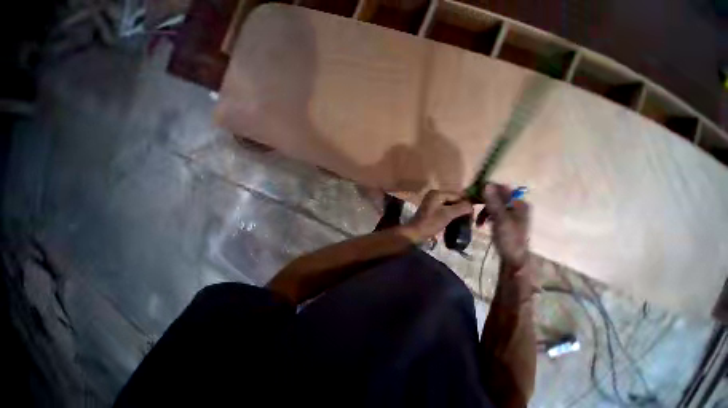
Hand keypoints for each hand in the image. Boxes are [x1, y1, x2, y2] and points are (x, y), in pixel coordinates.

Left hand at [401, 190, 471, 242]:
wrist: (416, 233)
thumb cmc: (431, 223)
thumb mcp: (447, 214)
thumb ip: (461, 208)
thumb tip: (472, 205)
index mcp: (437, 193)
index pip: (457, 195)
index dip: (466, 203)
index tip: (473, 213)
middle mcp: (434, 195)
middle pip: (453, 199)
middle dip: (462, 207)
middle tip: (470, 217)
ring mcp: (432, 202)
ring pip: (450, 204)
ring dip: (457, 211)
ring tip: (465, 219)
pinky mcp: (432, 209)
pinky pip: (445, 209)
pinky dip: (451, 214)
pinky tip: (456, 220)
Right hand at [480, 184, 529, 270]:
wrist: (512, 258)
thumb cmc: (508, 238)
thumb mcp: (500, 219)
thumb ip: (493, 201)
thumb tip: (486, 184)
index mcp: (519, 203)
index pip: (502, 188)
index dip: (488, 189)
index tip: (473, 194)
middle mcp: (517, 206)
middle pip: (497, 197)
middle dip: (483, 202)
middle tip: (472, 206)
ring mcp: (511, 213)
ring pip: (493, 205)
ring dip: (483, 211)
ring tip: (477, 221)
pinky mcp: (505, 221)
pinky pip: (493, 212)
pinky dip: (486, 216)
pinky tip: (481, 223)